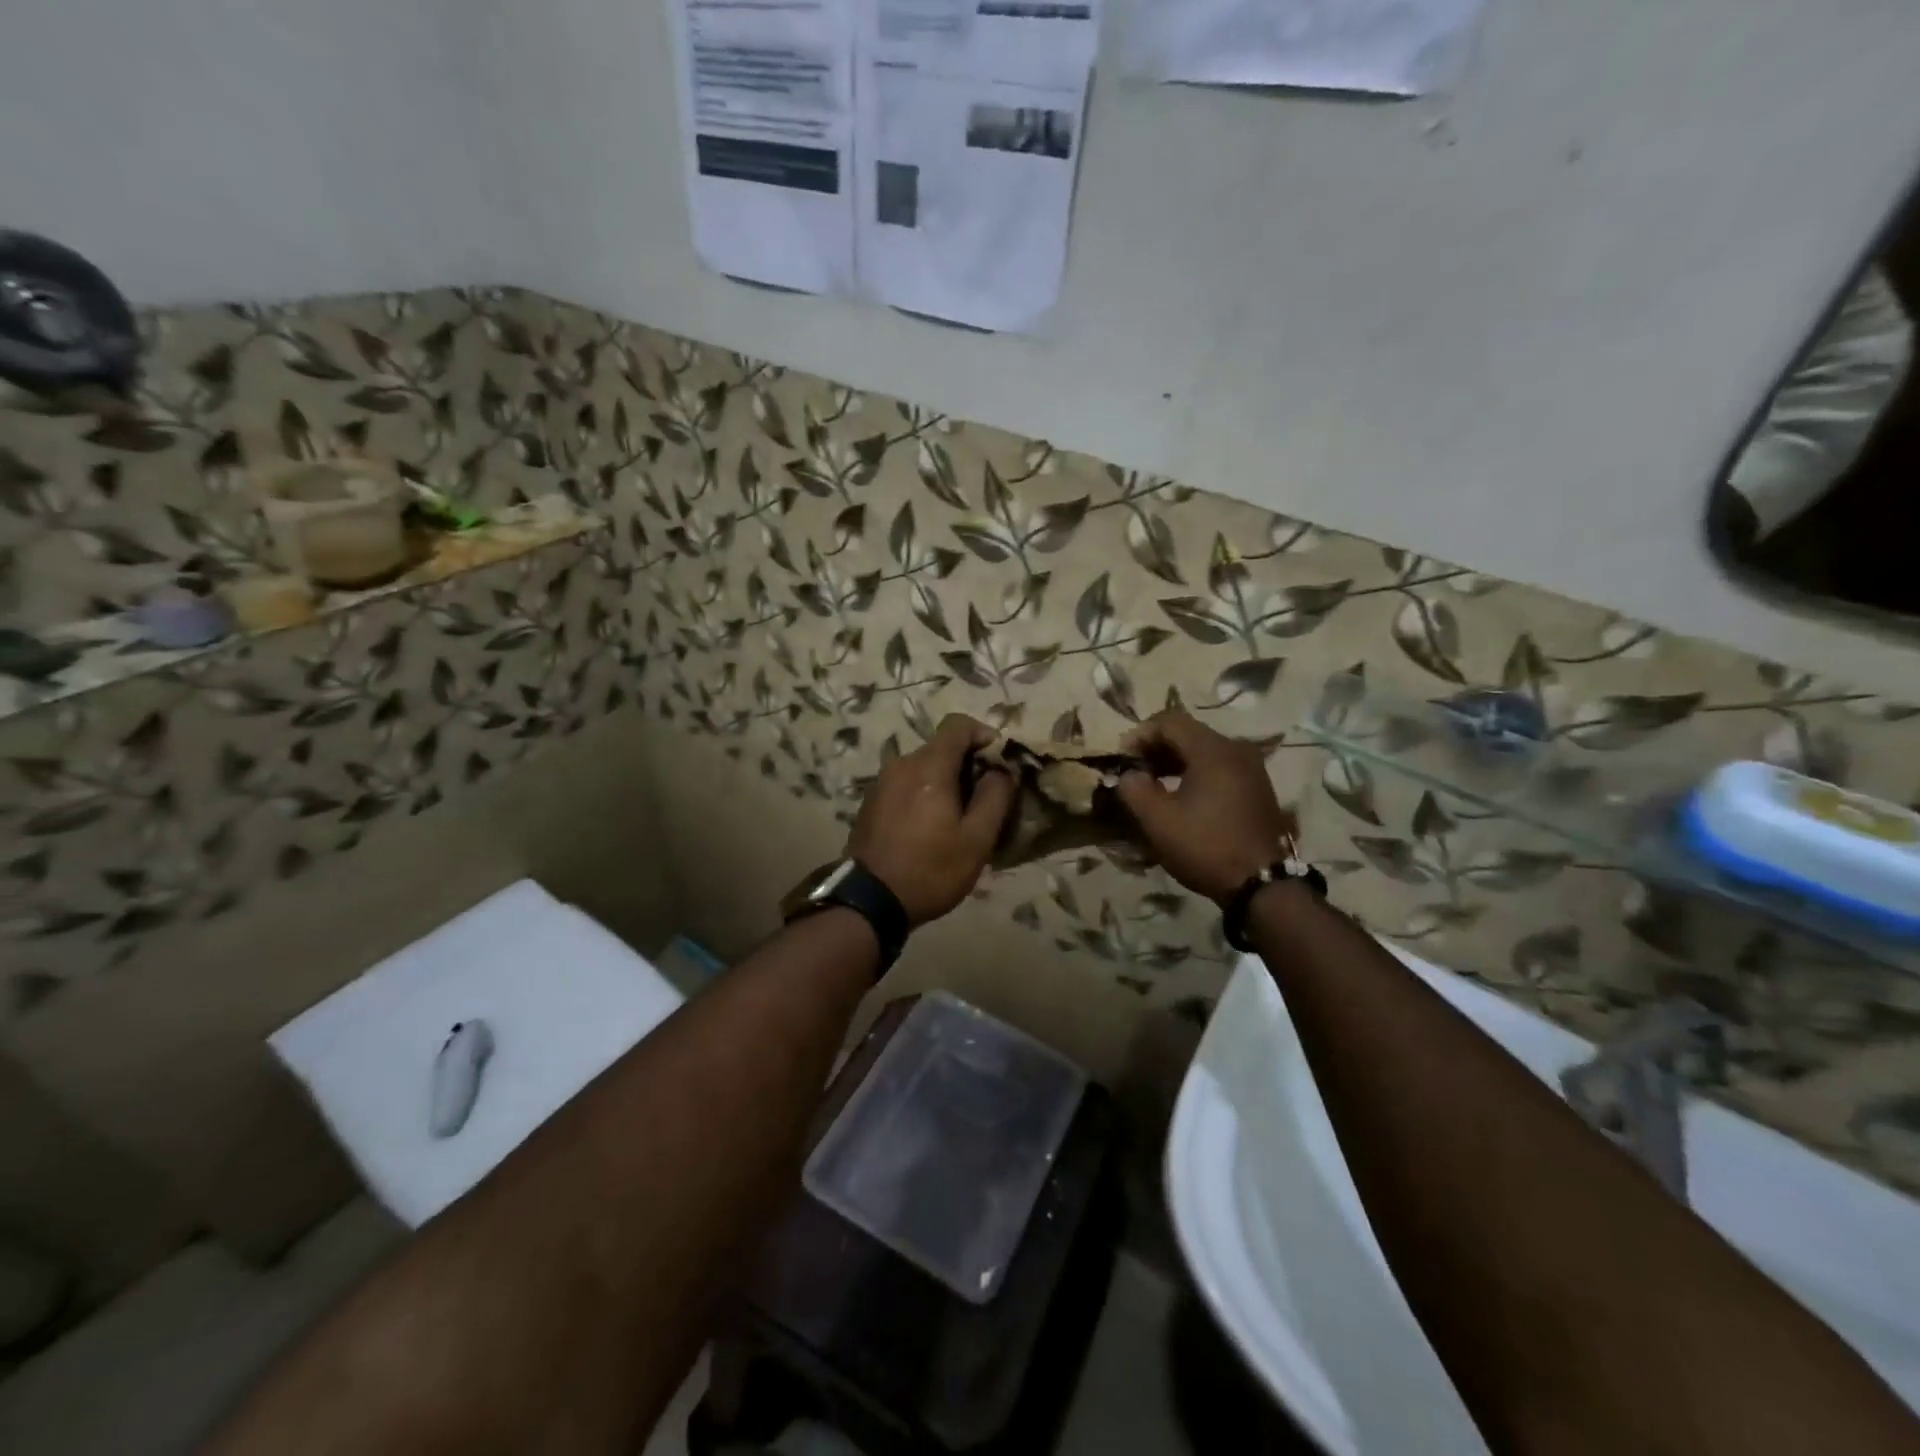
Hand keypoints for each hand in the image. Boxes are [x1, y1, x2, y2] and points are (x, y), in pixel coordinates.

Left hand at [847, 714, 1015, 926]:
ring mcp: (882, 782)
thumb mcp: (976, 839)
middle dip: (968, 763)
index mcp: (928, 766)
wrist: (869, 901)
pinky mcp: (871, 802)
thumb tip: (1002, 770)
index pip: (958, 724)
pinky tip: (931, 826)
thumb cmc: (930, 870)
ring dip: (946, 781)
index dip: (984, 735)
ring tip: (960, 817)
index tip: (1000, 762)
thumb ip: (995, 797)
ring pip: (923, 767)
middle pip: (941, 747)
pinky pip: (906, 784)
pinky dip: (925, 793)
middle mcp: (902, 764)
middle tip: (986, 798)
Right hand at [1116, 710, 1293, 904]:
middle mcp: (1236, 749)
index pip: (1169, 721)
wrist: (1263, 884)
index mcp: (1213, 750)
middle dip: (1155, 748)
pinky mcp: (1256, 788)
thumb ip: (1134, 788)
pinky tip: (1180, 797)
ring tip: (1152, 785)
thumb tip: (1128, 774)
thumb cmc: (1206, 846)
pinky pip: (1218, 767)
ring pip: (1204, 751)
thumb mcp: (1158, 820)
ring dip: (1174, 761)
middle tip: (1134, 771)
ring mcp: (1251, 769)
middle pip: (1188, 733)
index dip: (1140, 734)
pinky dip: (1194, 773)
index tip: (1122, 759)